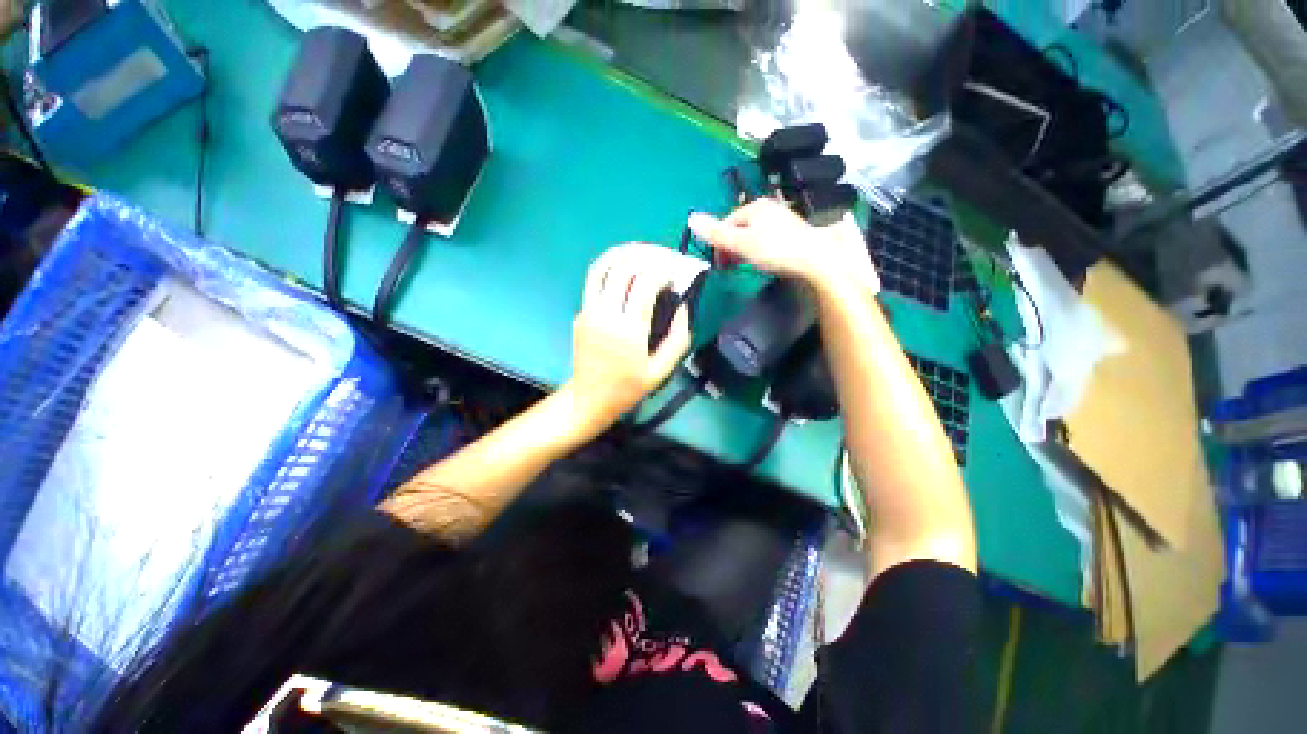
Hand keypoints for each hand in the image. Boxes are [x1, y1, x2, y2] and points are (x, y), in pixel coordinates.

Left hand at [565, 242, 692, 429]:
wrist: (590, 398)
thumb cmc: (628, 388)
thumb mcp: (661, 370)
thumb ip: (678, 338)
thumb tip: (684, 306)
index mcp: (628, 331)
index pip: (645, 284)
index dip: (663, 269)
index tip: (677, 270)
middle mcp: (605, 315)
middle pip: (624, 268)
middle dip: (648, 254)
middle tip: (666, 254)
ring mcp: (589, 311)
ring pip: (603, 266)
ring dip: (625, 251)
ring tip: (645, 248)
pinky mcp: (580, 312)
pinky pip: (593, 278)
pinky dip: (609, 262)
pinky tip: (624, 261)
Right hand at [688, 199, 879, 295]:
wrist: (816, 261)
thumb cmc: (775, 250)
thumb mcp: (741, 243)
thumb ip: (716, 233)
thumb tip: (690, 218)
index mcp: (755, 207)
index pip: (727, 223)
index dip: (719, 243)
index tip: (718, 264)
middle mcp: (769, 209)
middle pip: (740, 229)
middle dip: (731, 248)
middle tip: (729, 267)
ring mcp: (782, 221)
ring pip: (753, 236)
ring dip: (743, 251)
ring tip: (744, 266)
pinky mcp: (792, 235)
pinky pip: (766, 241)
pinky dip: (758, 252)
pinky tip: (763, 262)